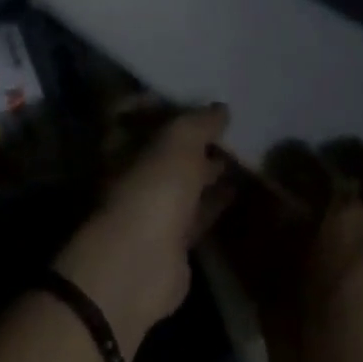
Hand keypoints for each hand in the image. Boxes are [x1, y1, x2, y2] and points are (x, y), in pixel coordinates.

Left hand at [53, 103, 232, 355]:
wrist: (140, 266)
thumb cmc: (152, 189)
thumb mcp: (179, 141)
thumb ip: (200, 121)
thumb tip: (221, 109)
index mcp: (122, 144)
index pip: (137, 113)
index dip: (164, 103)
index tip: (194, 95)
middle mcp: (133, 173)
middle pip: (164, 148)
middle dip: (193, 137)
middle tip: (227, 123)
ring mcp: (152, 207)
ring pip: (184, 180)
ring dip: (208, 167)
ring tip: (240, 150)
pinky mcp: (174, 238)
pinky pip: (198, 211)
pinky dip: (216, 199)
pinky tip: (239, 186)